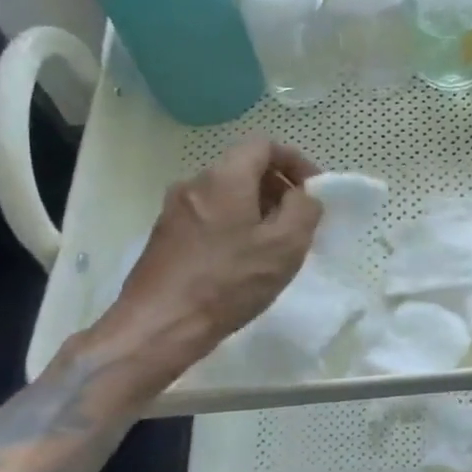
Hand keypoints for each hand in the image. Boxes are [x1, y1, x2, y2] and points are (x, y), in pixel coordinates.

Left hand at [78, 138, 321, 397]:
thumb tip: (302, 196)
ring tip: (273, 246)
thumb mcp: (285, 245)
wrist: (158, 327)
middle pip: (244, 168)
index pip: (264, 145)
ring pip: (226, 194)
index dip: (295, 161)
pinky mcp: (164, 236)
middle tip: (298, 222)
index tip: (313, 190)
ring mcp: (174, 210)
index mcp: (224, 177)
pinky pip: (209, 216)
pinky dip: (233, 226)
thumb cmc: (228, 282)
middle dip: (277, 188)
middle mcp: (194, 183)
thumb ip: (304, 209)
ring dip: (256, 210)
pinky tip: (242, 262)